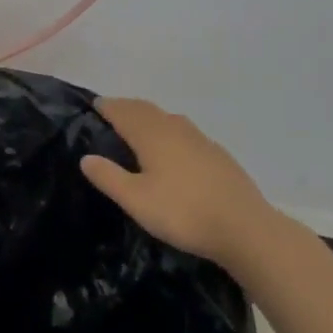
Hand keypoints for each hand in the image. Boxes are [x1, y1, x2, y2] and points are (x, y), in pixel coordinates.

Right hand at [81, 98, 271, 268]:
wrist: (246, 228)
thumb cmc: (184, 213)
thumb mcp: (137, 201)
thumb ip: (109, 177)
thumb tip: (86, 157)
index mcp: (153, 135)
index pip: (124, 112)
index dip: (107, 107)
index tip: (94, 104)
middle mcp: (175, 129)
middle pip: (146, 109)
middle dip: (127, 107)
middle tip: (111, 111)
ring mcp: (200, 139)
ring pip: (167, 118)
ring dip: (149, 116)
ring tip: (138, 125)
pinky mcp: (217, 154)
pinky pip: (184, 131)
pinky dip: (169, 129)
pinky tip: (173, 147)